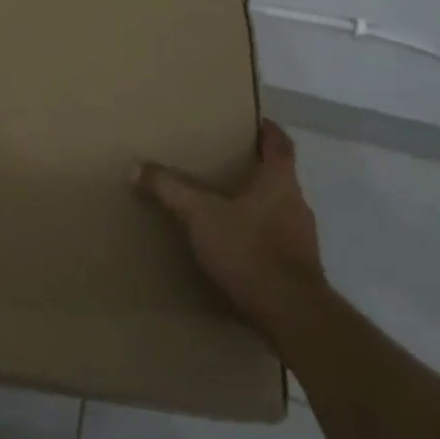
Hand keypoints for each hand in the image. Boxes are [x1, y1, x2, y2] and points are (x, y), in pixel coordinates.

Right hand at [136, 118, 325, 338]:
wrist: (293, 316)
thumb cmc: (250, 250)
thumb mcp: (200, 215)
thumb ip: (170, 189)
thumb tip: (136, 167)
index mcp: (280, 182)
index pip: (281, 145)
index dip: (269, 131)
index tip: (258, 121)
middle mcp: (297, 205)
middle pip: (280, 178)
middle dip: (256, 170)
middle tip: (227, 163)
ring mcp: (303, 241)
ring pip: (279, 211)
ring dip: (257, 206)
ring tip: (226, 207)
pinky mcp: (301, 271)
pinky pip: (278, 242)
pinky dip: (259, 238)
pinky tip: (236, 248)